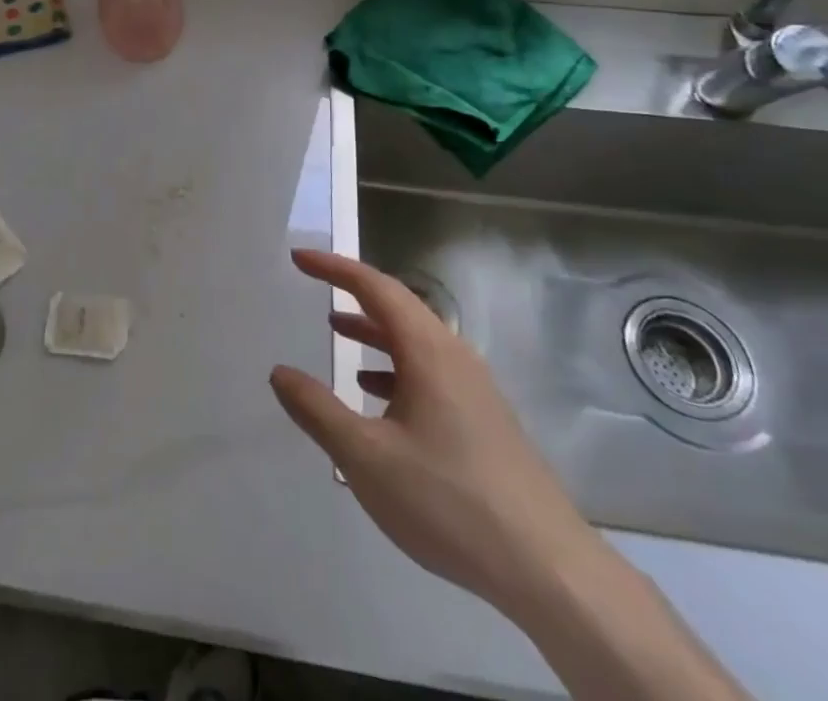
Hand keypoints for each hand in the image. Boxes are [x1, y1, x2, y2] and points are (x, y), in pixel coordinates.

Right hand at [270, 249, 604, 614]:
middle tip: (315, 286)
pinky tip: (377, 398)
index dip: (334, 267)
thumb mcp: (366, 457)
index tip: (299, 258)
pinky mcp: (484, 420)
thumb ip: (317, 410)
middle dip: (353, 293)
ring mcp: (474, 389)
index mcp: (427, 350)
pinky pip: (429, 371)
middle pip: (398, 307)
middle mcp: (453, 356)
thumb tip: (279, 372)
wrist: (548, 569)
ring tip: (336, 332)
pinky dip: (394, 367)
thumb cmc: (449, 500)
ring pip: (415, 341)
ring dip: (374, 331)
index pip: (374, 287)